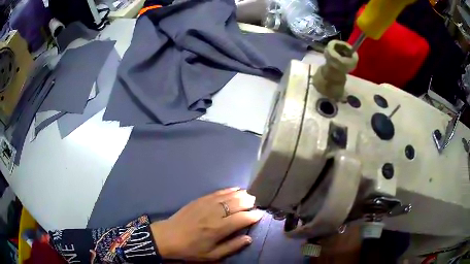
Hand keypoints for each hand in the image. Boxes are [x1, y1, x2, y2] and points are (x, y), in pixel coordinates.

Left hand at [151, 188, 262, 260]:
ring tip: (249, 195)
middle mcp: (214, 214)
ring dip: (241, 194)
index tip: (260, 215)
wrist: (167, 237)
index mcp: (218, 229)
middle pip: (237, 204)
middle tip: (256, 203)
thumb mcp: (212, 255)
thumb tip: (249, 238)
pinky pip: (217, 192)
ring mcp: (206, 204)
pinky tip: (234, 189)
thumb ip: (232, 247)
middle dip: (249, 202)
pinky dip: (228, 190)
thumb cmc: (191, 249)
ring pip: (228, 196)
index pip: (242, 218)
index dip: (253, 216)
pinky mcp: (199, 200)